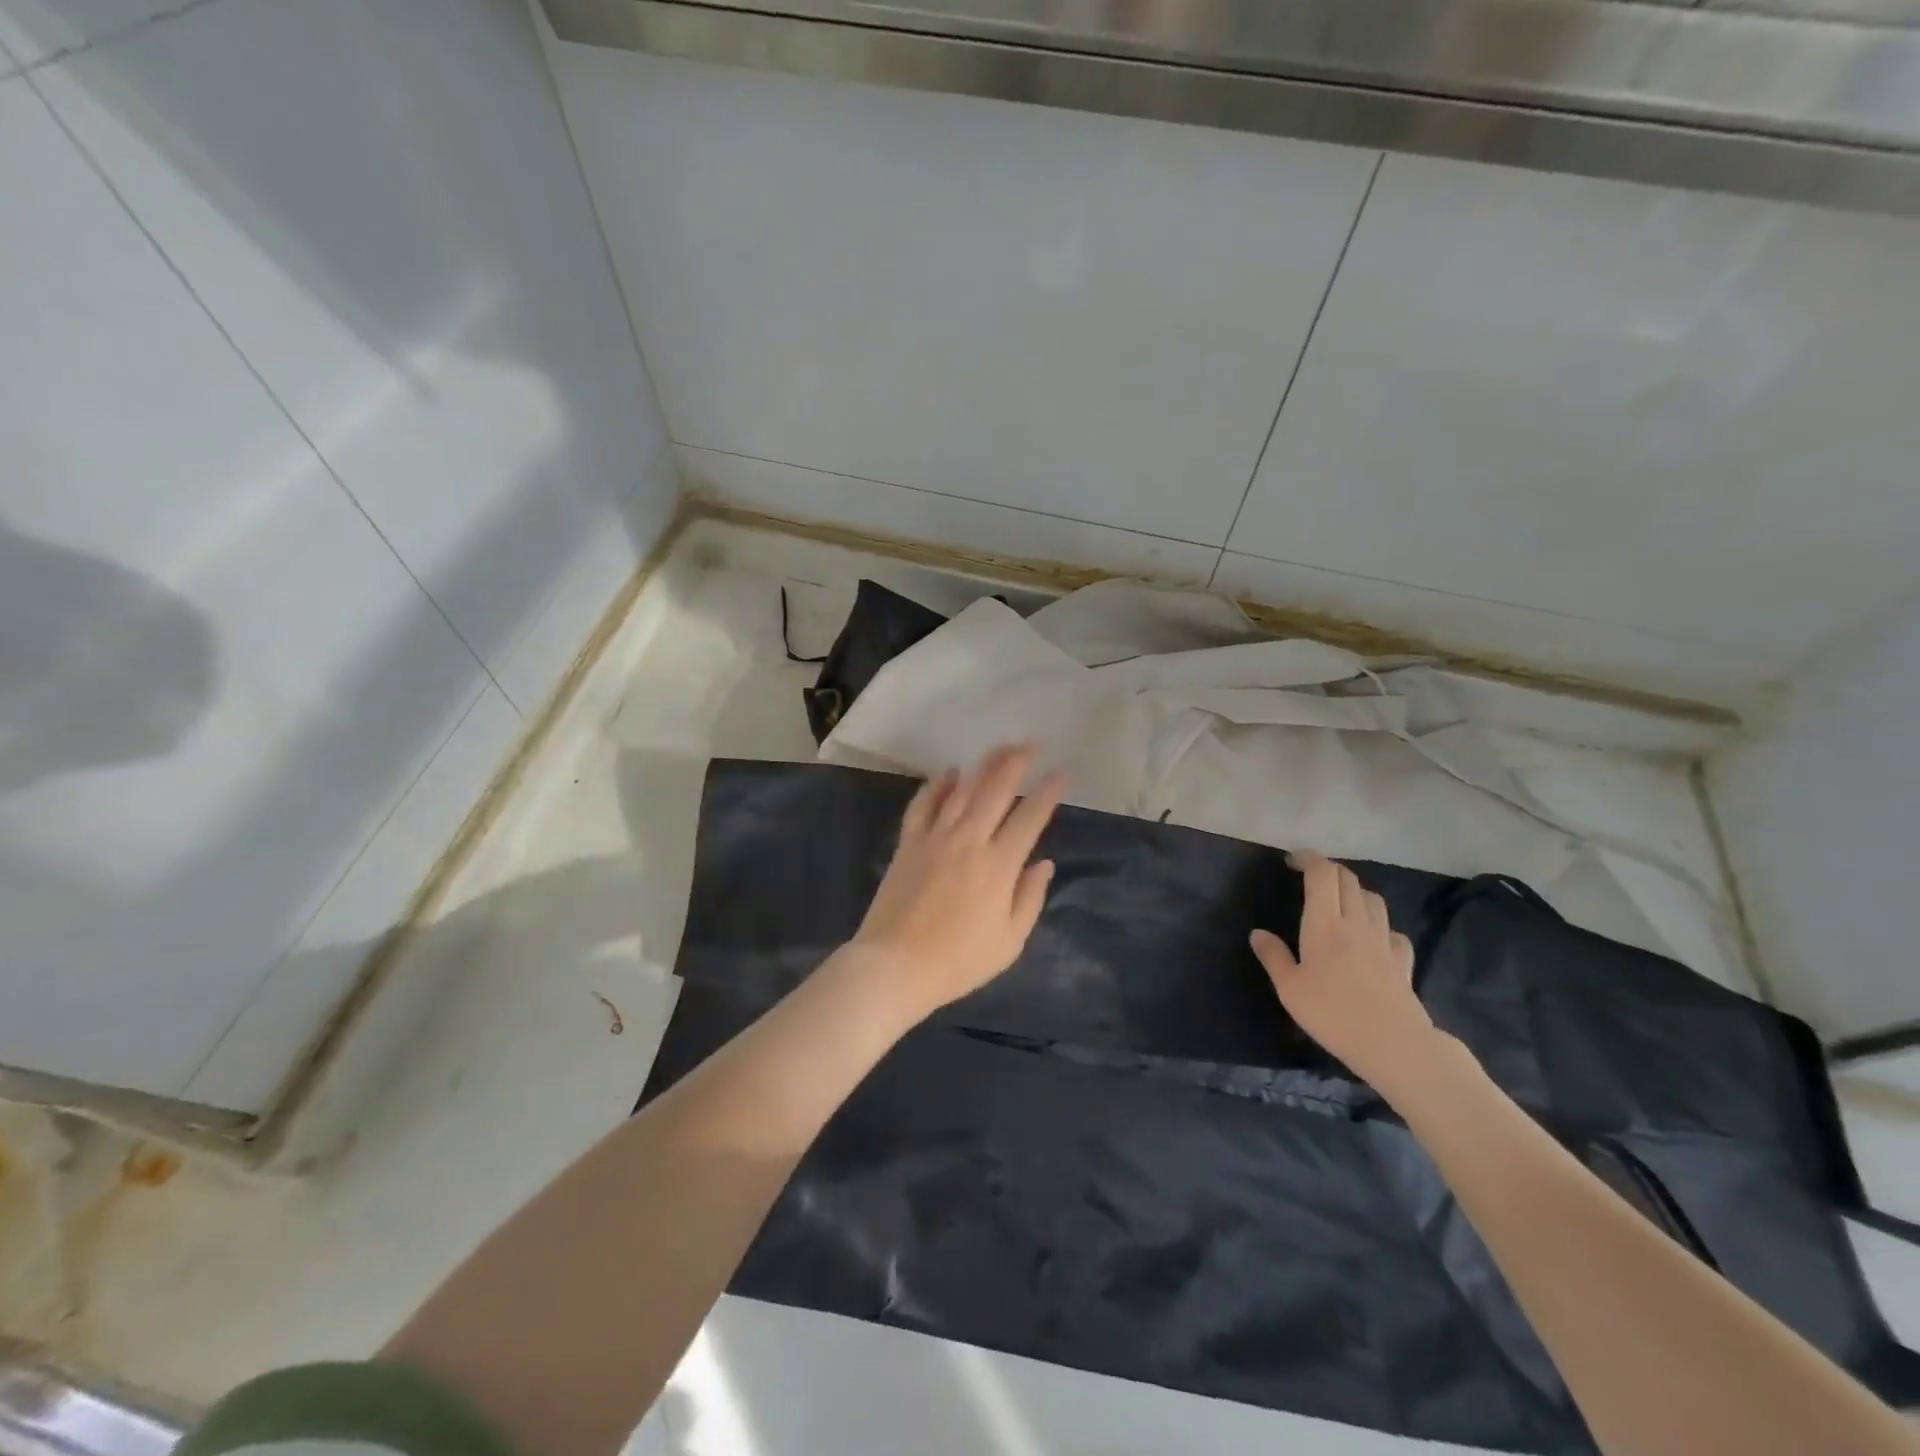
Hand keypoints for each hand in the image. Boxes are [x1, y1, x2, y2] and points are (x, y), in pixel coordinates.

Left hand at [847, 743, 1064, 1022]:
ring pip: (962, 789)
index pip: (1030, 818)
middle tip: (1032, 743)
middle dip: (1017, 762)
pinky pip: (924, 804)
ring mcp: (935, 837)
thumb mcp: (1009, 941)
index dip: (1048, 792)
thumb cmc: (958, 961)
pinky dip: (937, 785)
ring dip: (983, 765)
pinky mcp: (909, 842)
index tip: (1061, 773)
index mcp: (999, 865)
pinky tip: (948, 772)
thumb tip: (1044, 863)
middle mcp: (969, 840)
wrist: (894, 966)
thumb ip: (1029, 898)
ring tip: (1000, 747)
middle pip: (996, 790)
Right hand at [1250, 851, 1434, 1082]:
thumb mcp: (1289, 988)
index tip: (1292, 860)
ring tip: (1340, 902)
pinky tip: (1372, 939)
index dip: (1308, 859)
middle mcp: (1356, 922)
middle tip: (1310, 878)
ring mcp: (1383, 940)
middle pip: (1348, 880)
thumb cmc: (1332, 1013)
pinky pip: (1392, 931)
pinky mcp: (1402, 960)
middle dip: (1328, 870)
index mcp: (1324, 923)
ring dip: (1354, 891)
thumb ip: (1273, 957)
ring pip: (1372, 899)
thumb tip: (1257, 933)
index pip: (1322, 874)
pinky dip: (1379, 925)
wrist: (1393, 1043)